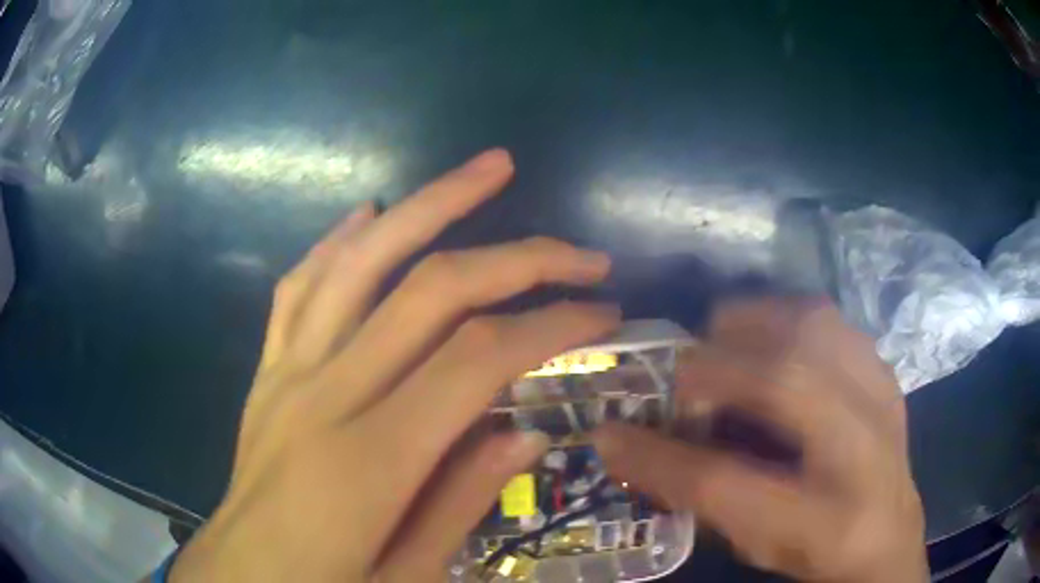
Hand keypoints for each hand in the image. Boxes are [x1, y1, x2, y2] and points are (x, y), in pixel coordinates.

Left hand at [168, 149, 620, 581]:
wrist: (240, 577)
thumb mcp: (409, 576)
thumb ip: (463, 501)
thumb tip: (527, 431)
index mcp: (369, 460)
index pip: (478, 358)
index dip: (550, 323)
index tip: (602, 312)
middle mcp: (325, 396)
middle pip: (430, 290)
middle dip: (517, 255)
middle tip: (579, 251)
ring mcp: (287, 374)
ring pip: (360, 260)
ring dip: (429, 204)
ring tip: (488, 169)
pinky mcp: (266, 372)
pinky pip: (299, 286)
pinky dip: (338, 240)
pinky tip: (370, 210)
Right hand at [592, 299, 926, 582]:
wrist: (888, 536)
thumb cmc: (815, 549)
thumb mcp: (751, 542)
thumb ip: (693, 497)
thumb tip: (625, 445)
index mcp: (824, 520)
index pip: (727, 483)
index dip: (658, 455)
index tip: (609, 431)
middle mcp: (863, 452)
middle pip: (785, 380)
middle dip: (714, 366)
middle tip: (679, 376)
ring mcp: (882, 399)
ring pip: (814, 328)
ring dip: (755, 326)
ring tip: (725, 348)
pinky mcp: (884, 370)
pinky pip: (832, 320)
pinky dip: (789, 319)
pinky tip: (772, 344)